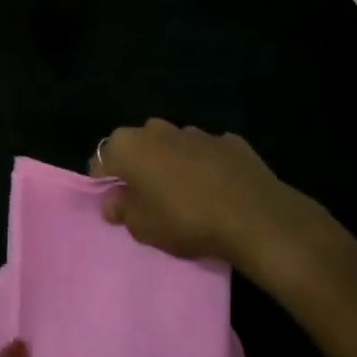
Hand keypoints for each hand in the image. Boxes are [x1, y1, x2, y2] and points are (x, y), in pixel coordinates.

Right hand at [91, 118, 329, 270]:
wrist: (254, 216)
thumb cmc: (185, 220)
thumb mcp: (143, 228)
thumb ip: (122, 211)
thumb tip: (114, 202)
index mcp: (129, 146)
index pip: (102, 160)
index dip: (105, 182)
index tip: (116, 204)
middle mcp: (157, 129)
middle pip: (138, 148)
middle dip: (139, 169)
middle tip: (149, 201)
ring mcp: (195, 131)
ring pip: (172, 147)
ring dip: (173, 165)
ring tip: (187, 197)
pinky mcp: (228, 141)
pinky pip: (206, 154)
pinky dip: (206, 167)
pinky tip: (218, 191)